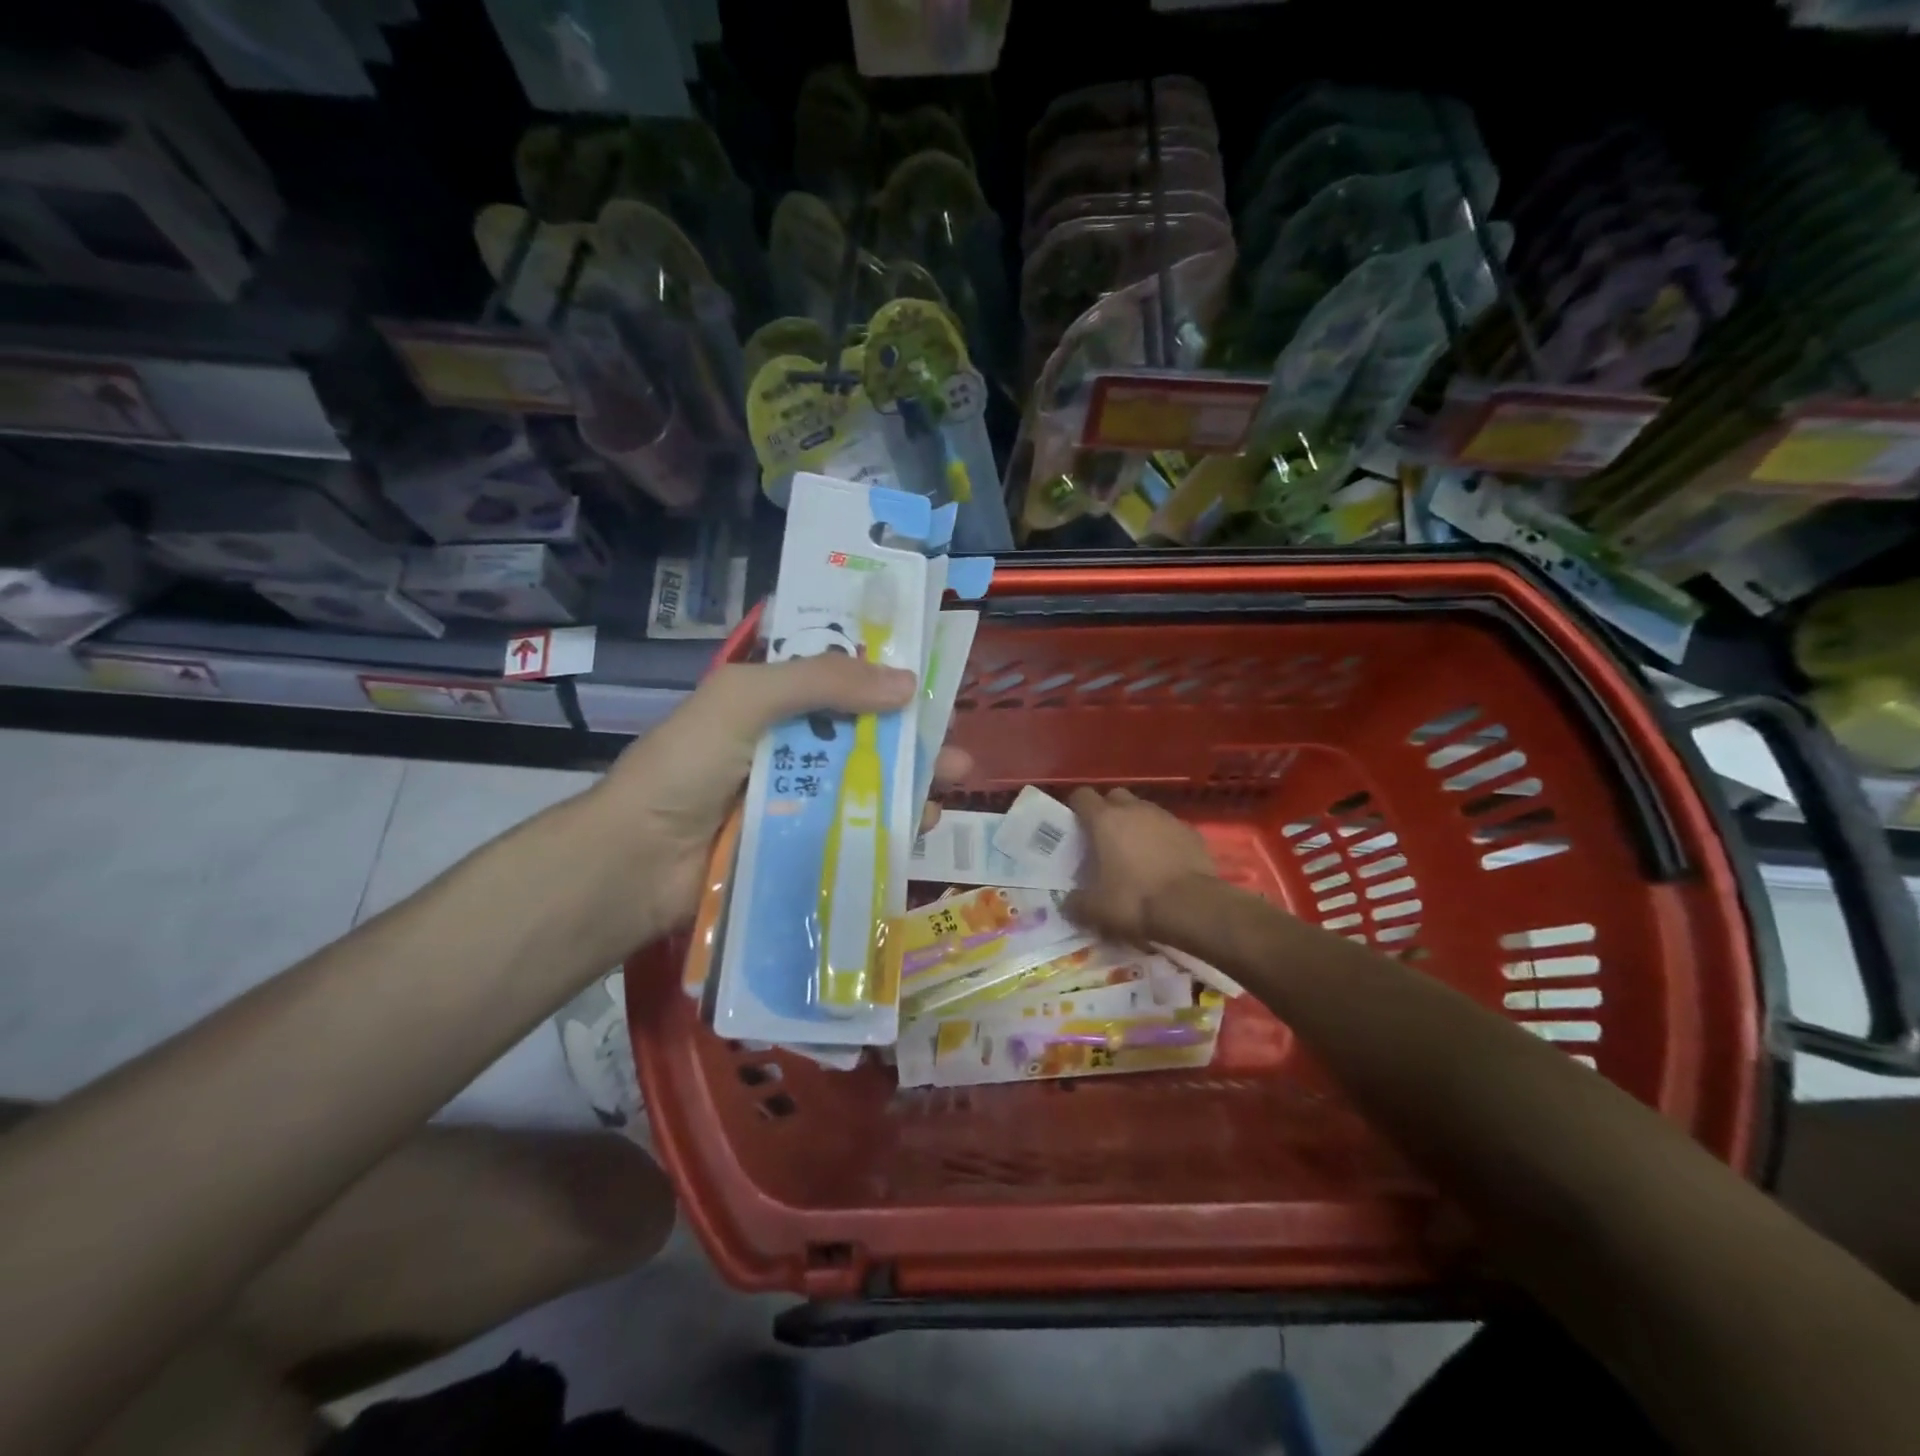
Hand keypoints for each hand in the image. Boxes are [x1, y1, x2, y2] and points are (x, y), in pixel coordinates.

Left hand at [590, 656, 970, 942]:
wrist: (636, 862)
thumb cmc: (686, 767)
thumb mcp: (745, 700)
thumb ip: (821, 682)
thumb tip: (907, 683)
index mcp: (774, 702)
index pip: (842, 680)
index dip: (888, 679)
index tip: (934, 685)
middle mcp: (791, 745)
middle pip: (867, 735)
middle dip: (916, 740)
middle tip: (958, 752)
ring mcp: (798, 797)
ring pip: (869, 782)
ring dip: (913, 782)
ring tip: (951, 787)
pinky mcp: (803, 843)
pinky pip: (856, 828)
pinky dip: (891, 825)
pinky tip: (919, 826)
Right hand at [1065, 787, 1218, 943]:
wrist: (1192, 907)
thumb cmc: (1135, 900)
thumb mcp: (1096, 910)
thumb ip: (1076, 902)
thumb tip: (1068, 902)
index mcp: (1104, 820)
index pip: (1082, 795)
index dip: (1076, 808)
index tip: (1075, 826)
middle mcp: (1134, 809)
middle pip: (1115, 796)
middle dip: (1108, 811)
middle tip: (1105, 838)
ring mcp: (1165, 817)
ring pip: (1144, 809)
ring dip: (1136, 823)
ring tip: (1136, 851)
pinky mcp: (1190, 831)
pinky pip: (1169, 827)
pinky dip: (1162, 837)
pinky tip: (1164, 861)